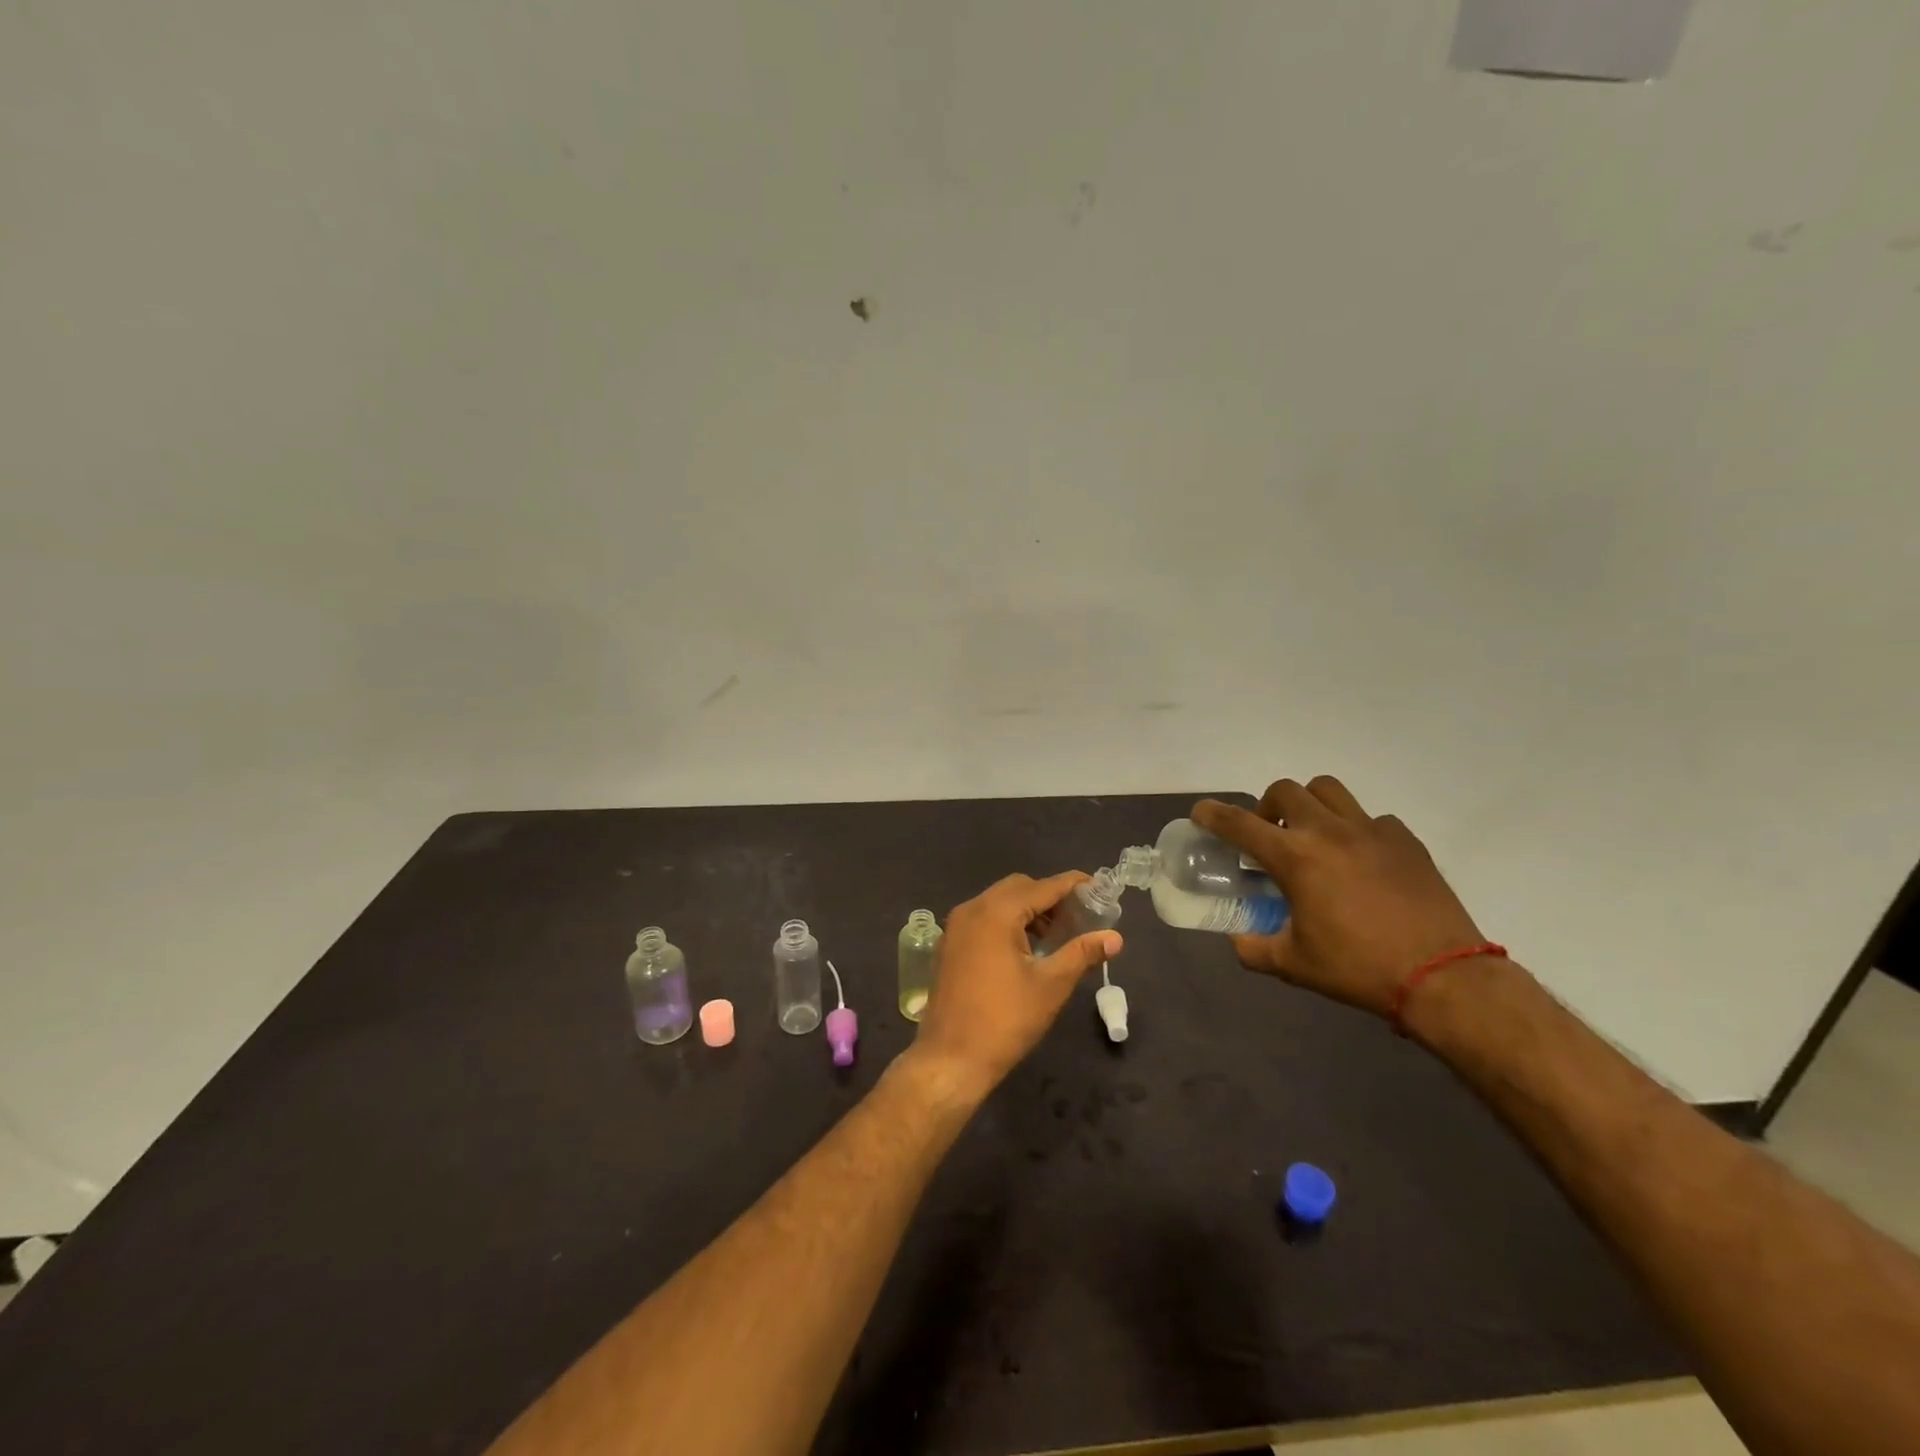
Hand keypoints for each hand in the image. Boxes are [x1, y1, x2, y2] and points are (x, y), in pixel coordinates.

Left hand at [906, 872, 1121, 1101]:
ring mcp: (956, 926)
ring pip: (998, 902)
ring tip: (1056, 936)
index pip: (1042, 887)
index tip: (1099, 888)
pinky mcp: (950, 945)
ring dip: (1028, 910)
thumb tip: (1115, 937)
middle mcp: (972, 909)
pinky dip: (1007, 922)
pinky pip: (983, 918)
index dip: (1072, 885)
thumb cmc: (1005, 1020)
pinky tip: (1026, 948)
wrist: (950, 1059)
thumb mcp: (1051, 985)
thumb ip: (1082, 953)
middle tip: (1078, 917)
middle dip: (1050, 897)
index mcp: (996, 913)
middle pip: (1018, 888)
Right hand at [1193, 777, 1484, 1017]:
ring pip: (1328, 790)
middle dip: (1267, 807)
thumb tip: (1238, 940)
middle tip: (1270, 836)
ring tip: (1313, 835)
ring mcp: (1371, 830)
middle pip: (1284, 790)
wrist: (1443, 977)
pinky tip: (1361, 860)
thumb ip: (1254, 947)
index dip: (1213, 814)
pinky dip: (1356, 830)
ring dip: (1310, 805)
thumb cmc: (1358, 968)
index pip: (1240, 824)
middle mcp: (1328, 831)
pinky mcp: (1405, 840)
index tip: (1201, 812)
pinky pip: (1371, 818)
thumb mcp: (1293, 964)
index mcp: (1295, 858)